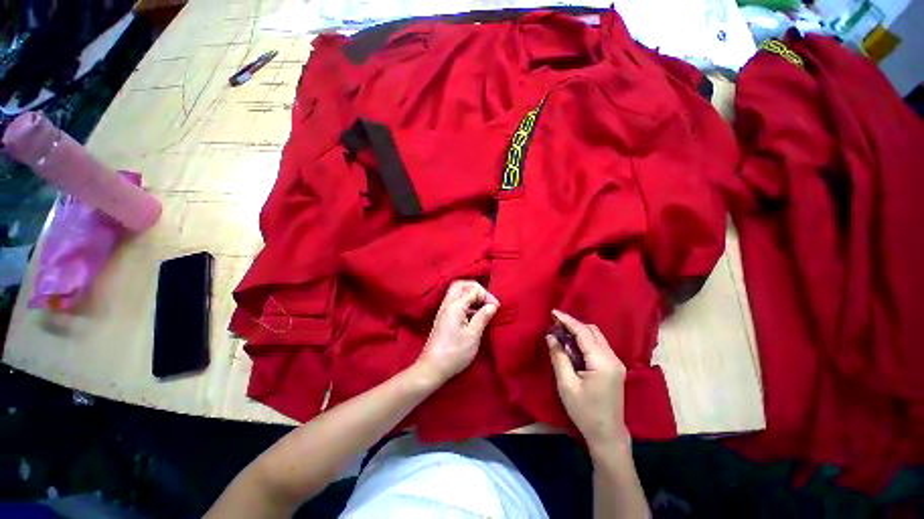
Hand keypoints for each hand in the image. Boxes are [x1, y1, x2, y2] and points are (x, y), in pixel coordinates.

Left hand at [415, 280, 498, 384]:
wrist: (432, 368)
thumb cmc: (454, 352)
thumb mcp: (473, 335)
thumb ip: (483, 317)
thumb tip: (492, 305)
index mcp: (454, 305)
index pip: (473, 289)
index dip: (486, 296)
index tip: (496, 308)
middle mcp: (447, 304)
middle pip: (462, 285)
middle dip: (477, 289)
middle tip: (487, 301)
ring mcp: (444, 310)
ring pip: (458, 292)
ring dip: (472, 296)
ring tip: (483, 307)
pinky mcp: (444, 317)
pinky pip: (456, 302)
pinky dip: (467, 303)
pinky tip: (475, 314)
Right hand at [547, 310, 629, 449]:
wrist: (607, 434)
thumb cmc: (584, 411)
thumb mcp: (566, 385)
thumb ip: (559, 357)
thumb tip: (551, 336)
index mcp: (602, 362)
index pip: (584, 333)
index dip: (568, 320)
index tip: (553, 312)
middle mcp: (613, 358)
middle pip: (593, 331)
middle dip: (573, 324)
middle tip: (555, 323)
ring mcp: (616, 362)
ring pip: (597, 337)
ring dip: (579, 331)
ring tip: (561, 331)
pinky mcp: (614, 367)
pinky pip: (598, 345)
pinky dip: (585, 340)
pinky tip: (572, 344)